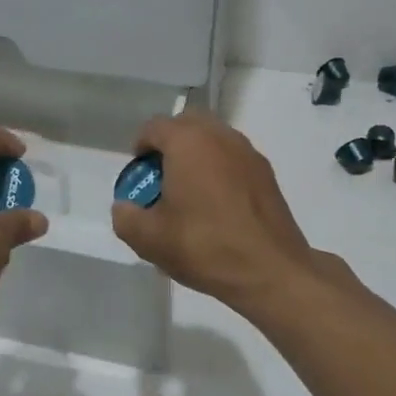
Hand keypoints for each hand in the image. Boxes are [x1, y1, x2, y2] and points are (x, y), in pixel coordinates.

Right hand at [111, 112, 328, 314]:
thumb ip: (125, 217)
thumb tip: (124, 207)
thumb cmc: (204, 246)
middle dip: (169, 142)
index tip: (138, 174)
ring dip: (196, 153)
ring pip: (213, 138)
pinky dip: (218, 167)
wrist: (271, 271)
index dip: (140, 147)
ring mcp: (247, 152)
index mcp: (188, 142)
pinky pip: (232, 157)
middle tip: (161, 175)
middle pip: (187, 123)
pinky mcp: (266, 173)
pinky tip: (216, 203)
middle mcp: (219, 136)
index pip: (154, 127)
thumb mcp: (149, 239)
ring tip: (188, 190)